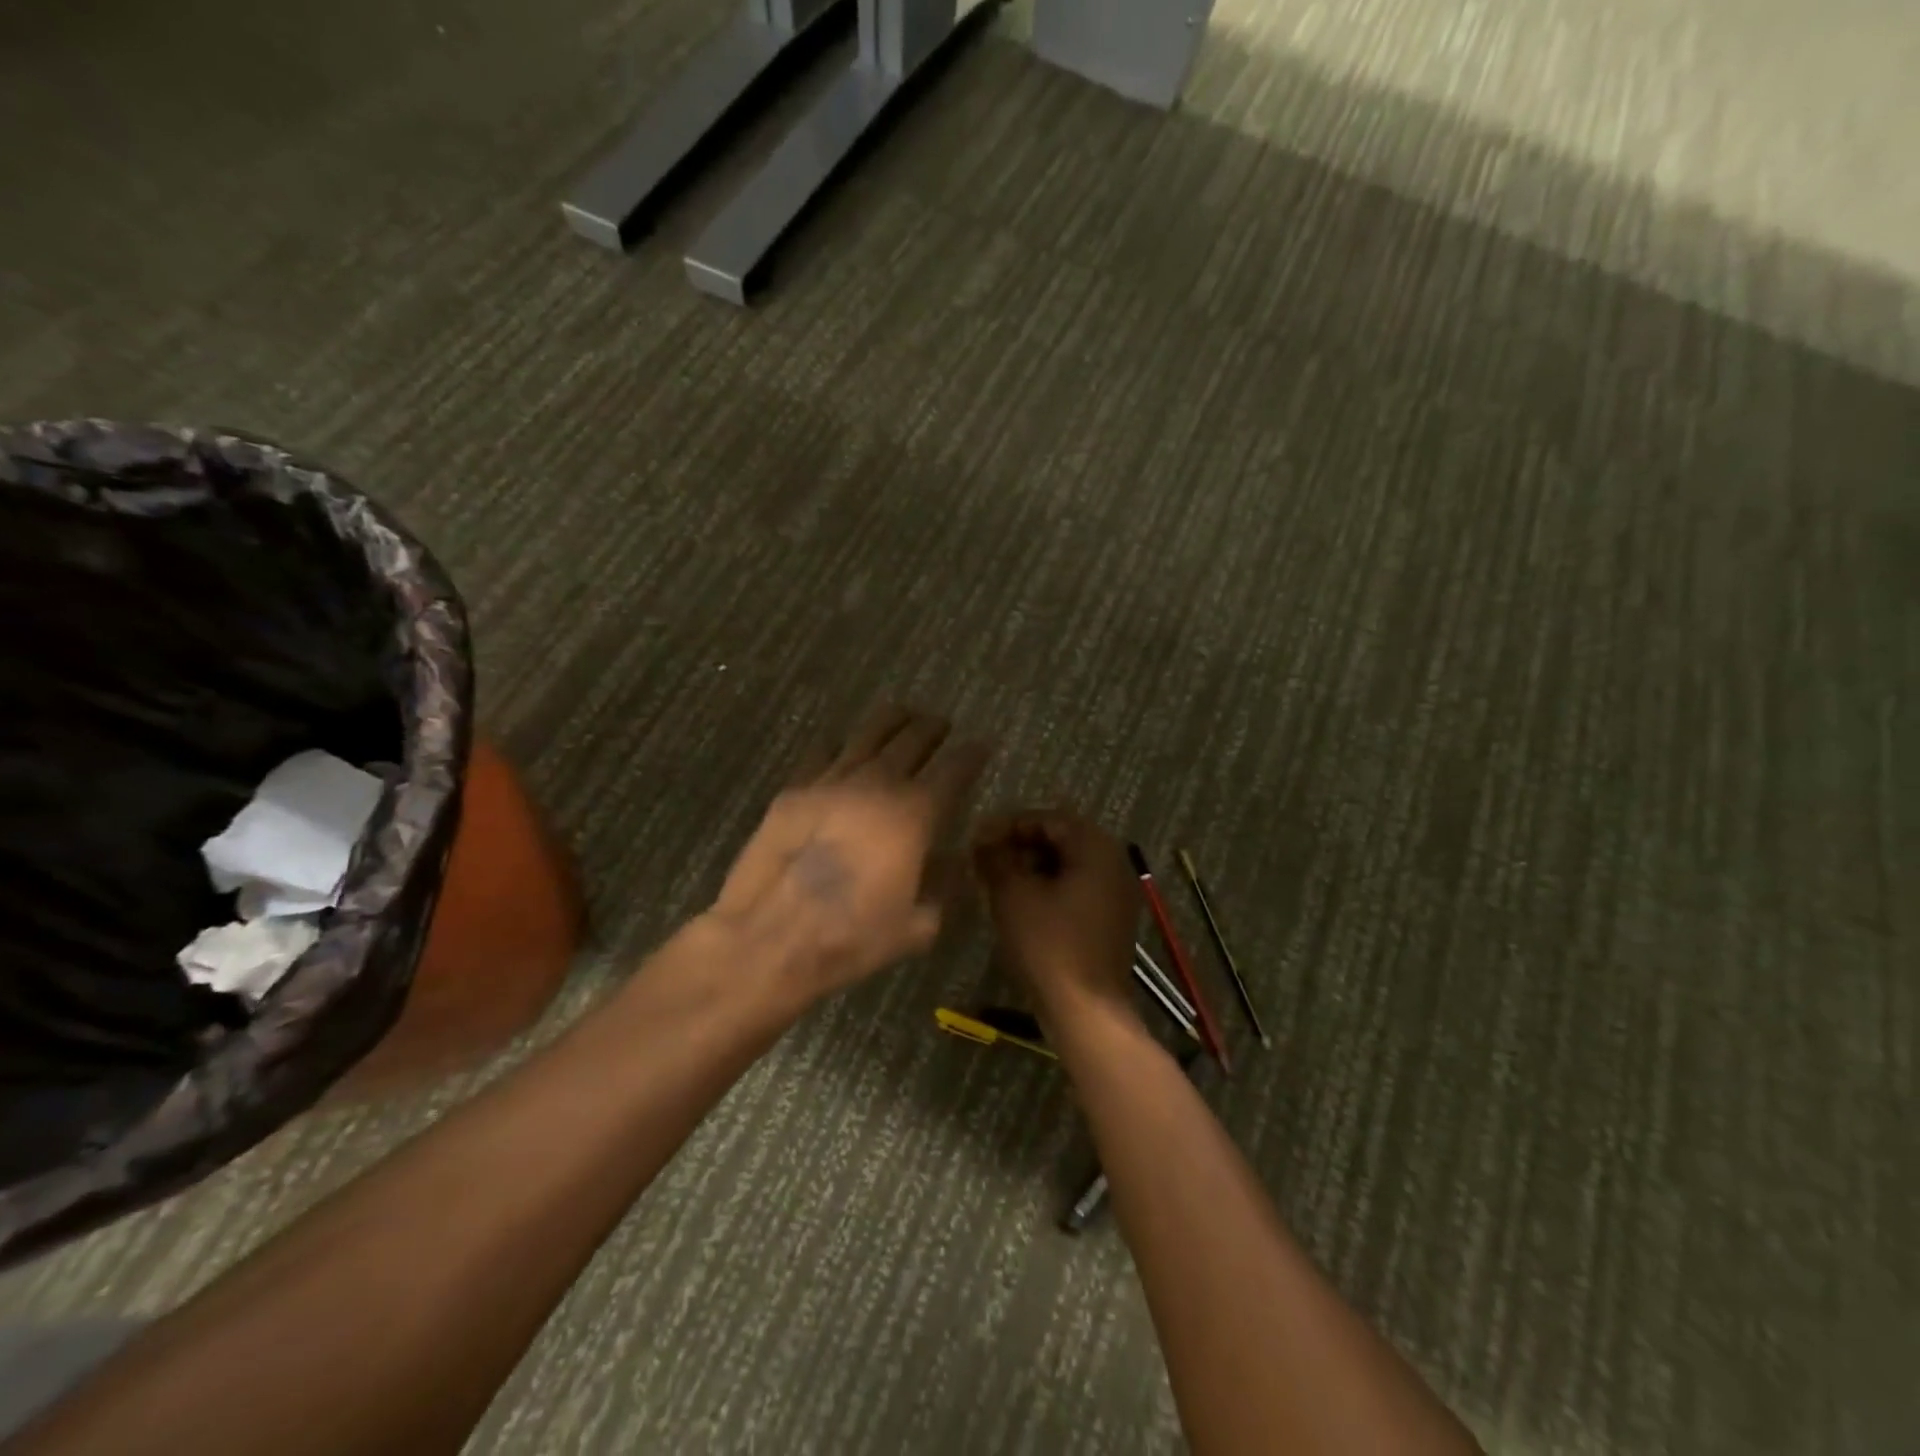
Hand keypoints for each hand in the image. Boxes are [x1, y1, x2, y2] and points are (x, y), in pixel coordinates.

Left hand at [708, 704, 987, 1003]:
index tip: (982, 745)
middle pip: (912, 740)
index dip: (971, 754)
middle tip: (941, 724)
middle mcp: (877, 785)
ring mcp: (831, 781)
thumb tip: (951, 860)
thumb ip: (943, 888)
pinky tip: (842, 743)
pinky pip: (822, 752)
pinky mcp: (794, 789)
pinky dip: (840, 743)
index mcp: (915, 814)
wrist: (771, 936)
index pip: (954, 769)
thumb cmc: (852, 937)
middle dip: (932, 729)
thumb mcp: (918, 927)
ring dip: (891, 722)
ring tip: (902, 713)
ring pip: (868, 735)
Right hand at [973, 812, 1141, 1023]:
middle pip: (1060, 840)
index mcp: (1095, 847)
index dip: (1008, 825)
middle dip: (1019, 846)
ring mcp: (1117, 893)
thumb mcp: (1013, 894)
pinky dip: (1048, 889)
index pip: (1047, 819)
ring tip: (997, 882)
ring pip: (1067, 866)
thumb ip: (996, 857)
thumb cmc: (1049, 944)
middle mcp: (1114, 862)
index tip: (977, 839)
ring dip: (1031, 868)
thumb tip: (983, 838)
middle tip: (985, 860)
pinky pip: (1077, 889)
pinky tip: (1021, 905)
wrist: (1086, 1010)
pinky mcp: (1111, 920)